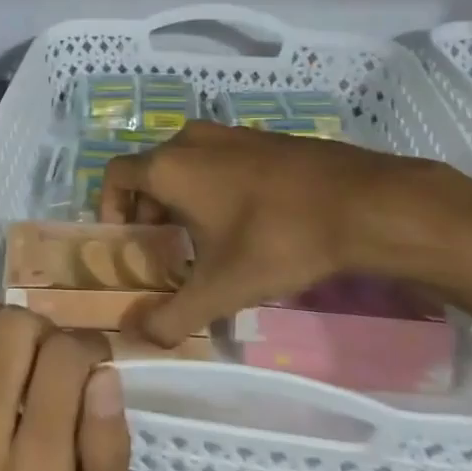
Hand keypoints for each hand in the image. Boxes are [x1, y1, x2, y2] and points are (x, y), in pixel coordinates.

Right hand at [100, 121, 471, 352]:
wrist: (362, 202)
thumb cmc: (277, 239)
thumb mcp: (222, 288)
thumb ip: (174, 316)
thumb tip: (139, 337)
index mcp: (169, 165)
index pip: (115, 175)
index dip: (110, 208)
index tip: (127, 243)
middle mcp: (191, 139)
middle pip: (150, 171)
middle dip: (149, 211)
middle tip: (165, 251)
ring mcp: (230, 133)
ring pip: (186, 164)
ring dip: (182, 198)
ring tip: (203, 241)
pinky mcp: (262, 137)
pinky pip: (219, 159)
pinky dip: (213, 185)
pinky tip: (245, 223)